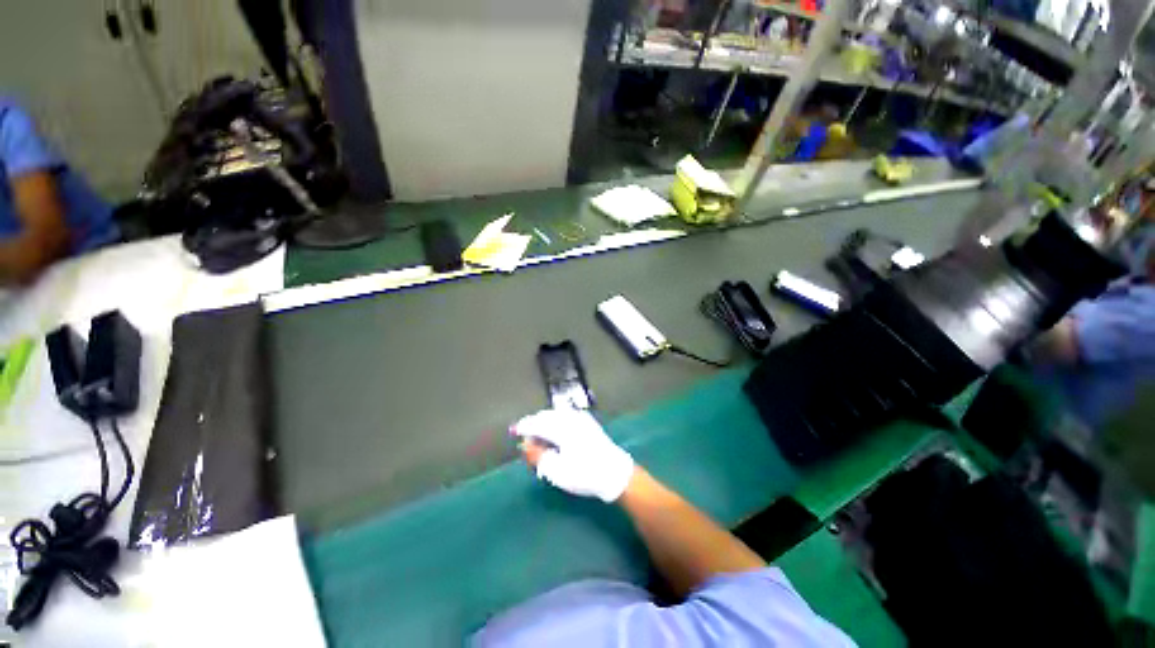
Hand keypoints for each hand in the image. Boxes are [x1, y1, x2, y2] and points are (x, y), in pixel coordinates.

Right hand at [511, 409, 634, 502]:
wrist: (614, 473)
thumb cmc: (584, 473)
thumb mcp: (556, 471)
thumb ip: (538, 455)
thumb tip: (525, 445)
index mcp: (561, 427)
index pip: (537, 423)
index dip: (523, 427)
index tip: (513, 431)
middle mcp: (570, 417)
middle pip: (545, 416)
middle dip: (534, 425)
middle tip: (526, 439)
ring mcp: (580, 418)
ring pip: (555, 415)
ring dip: (545, 423)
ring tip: (540, 438)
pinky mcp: (587, 422)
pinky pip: (565, 417)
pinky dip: (556, 422)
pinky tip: (555, 434)